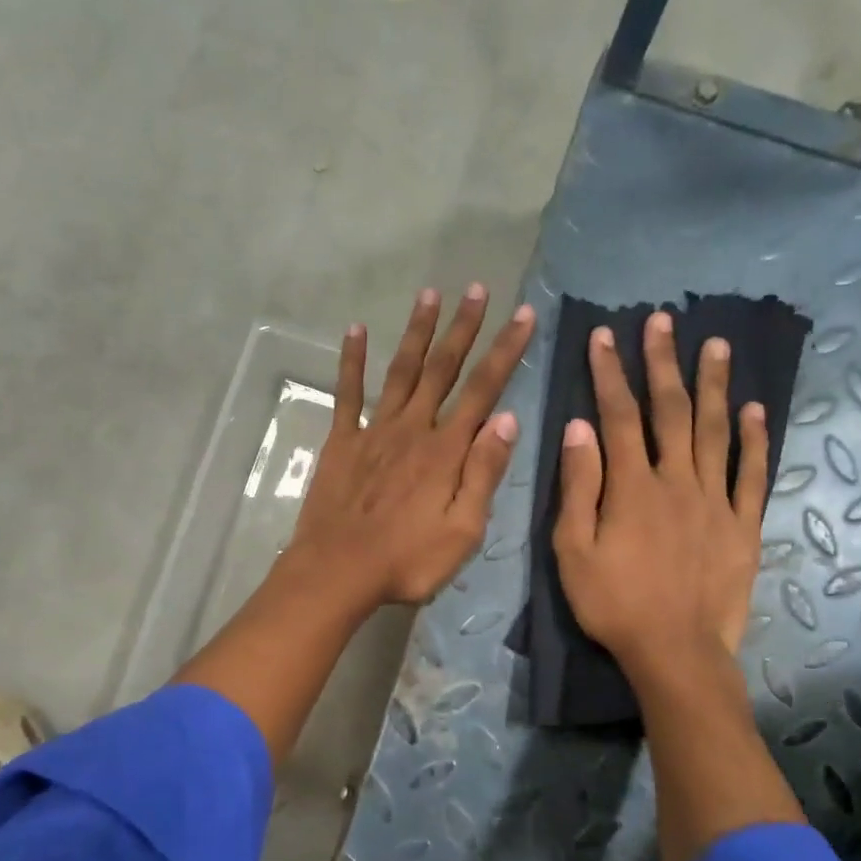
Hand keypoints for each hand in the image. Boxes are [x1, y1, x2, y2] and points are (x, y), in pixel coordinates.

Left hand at [286, 285, 535, 608]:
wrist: (338, 571)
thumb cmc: (407, 561)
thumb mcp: (463, 531)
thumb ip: (483, 474)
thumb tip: (507, 420)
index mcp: (446, 451)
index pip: (483, 391)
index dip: (505, 351)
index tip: (523, 316)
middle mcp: (413, 429)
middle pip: (443, 369)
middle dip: (463, 328)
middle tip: (477, 289)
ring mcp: (374, 431)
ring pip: (401, 371)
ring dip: (417, 331)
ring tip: (430, 293)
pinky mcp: (342, 441)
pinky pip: (348, 393)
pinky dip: (351, 361)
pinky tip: (355, 330)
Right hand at [552, 311, 768, 676]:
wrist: (675, 652)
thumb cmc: (613, 604)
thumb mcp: (573, 550)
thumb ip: (578, 487)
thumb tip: (578, 428)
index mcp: (632, 487)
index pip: (618, 416)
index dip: (609, 373)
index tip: (603, 336)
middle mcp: (677, 481)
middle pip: (671, 411)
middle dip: (663, 363)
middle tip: (663, 320)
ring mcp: (716, 500)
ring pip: (716, 431)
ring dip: (714, 385)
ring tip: (716, 345)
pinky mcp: (743, 524)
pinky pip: (753, 474)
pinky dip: (755, 440)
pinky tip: (755, 410)